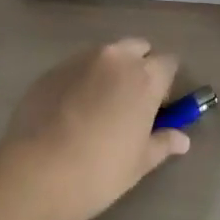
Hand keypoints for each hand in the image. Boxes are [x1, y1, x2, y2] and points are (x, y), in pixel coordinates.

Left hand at [0, 38, 189, 219]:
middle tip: (131, 101)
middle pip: (138, 48)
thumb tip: (182, 139)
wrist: (38, 172)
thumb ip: (163, 142)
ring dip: (109, 71)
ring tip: (98, 106)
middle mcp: (115, 58)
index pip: (168, 62)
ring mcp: (80, 59)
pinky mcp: (53, 68)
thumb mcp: (139, 162)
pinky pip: (77, 67)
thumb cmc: (100, 170)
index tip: (159, 105)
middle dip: (139, 66)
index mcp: (144, 77)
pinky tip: (71, 111)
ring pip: (105, 55)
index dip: (166, 82)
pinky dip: (81, 80)